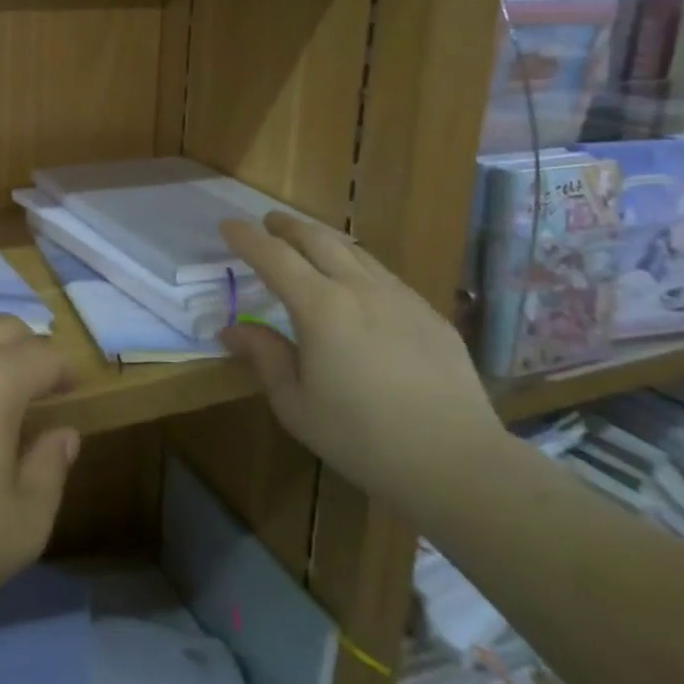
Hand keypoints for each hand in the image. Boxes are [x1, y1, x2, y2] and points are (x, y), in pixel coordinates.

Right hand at [219, 213, 501, 510]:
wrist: (456, 461)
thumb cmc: (362, 438)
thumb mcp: (296, 404)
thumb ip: (265, 356)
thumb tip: (232, 329)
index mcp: (320, 307)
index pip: (274, 257)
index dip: (247, 238)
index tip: (227, 225)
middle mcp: (359, 288)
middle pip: (318, 239)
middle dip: (288, 226)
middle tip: (269, 222)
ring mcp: (400, 297)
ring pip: (355, 251)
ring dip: (324, 239)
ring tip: (309, 241)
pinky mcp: (429, 313)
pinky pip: (384, 274)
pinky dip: (357, 264)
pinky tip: (357, 283)